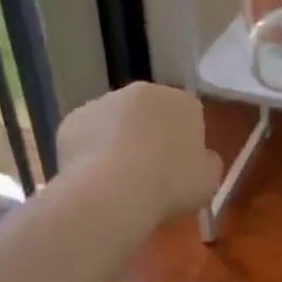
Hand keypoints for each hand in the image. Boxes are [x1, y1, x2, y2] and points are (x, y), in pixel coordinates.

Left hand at [57, 82, 221, 224]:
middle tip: (148, 172)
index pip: (188, 115)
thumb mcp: (209, 180)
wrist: (114, 190)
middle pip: (148, 112)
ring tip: (116, 179)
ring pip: (114, 121)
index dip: (183, 141)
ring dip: (117, 141)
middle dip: (148, 135)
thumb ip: (207, 163)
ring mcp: (104, 102)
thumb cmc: (171, 183)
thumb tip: (201, 157)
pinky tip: (93, 178)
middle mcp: (143, 91)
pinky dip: (89, 152)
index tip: (179, 168)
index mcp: (182, 102)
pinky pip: (86, 136)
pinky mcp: (73, 119)